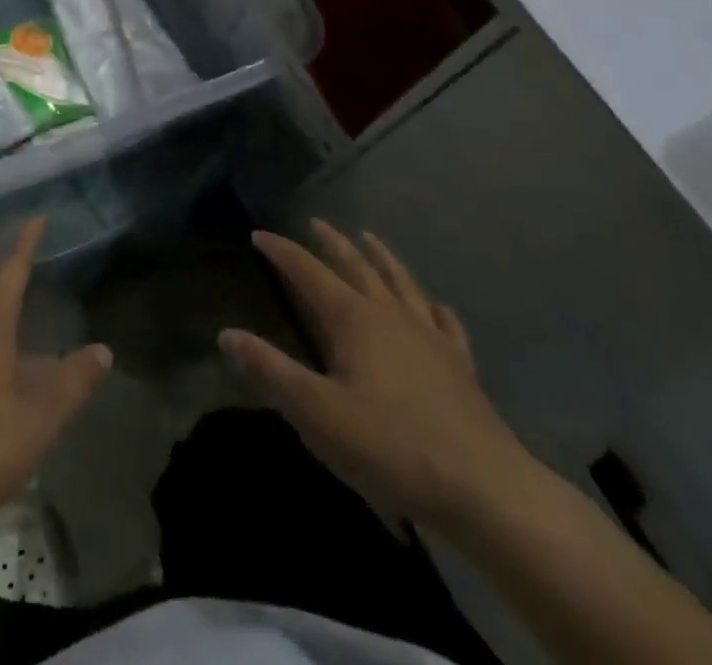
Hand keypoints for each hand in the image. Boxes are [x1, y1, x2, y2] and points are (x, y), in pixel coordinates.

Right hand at [221, 221, 535, 528]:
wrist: (486, 490)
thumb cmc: (391, 447)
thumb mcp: (316, 412)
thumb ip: (270, 370)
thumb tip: (226, 334)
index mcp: (353, 319)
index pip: (308, 272)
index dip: (282, 252)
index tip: (259, 235)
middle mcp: (390, 315)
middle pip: (356, 266)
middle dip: (332, 243)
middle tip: (316, 222)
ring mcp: (430, 338)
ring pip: (401, 283)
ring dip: (382, 258)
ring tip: (370, 239)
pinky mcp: (460, 367)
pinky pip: (446, 324)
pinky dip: (435, 307)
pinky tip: (436, 306)